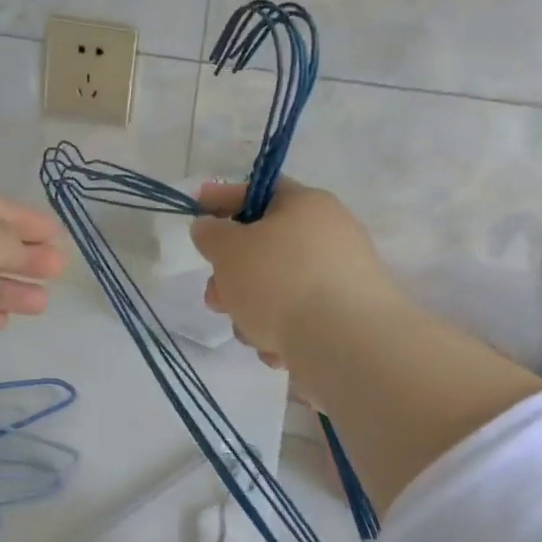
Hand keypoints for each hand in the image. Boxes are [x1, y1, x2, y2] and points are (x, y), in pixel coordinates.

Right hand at [190, 179, 395, 370]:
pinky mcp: (345, 318)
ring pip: (277, 290)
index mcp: (306, 205)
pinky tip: (277, 350)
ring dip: (252, 311)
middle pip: (265, 249)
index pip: (258, 191)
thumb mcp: (229, 250)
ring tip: (249, 332)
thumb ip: (211, 234)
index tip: (196, 209)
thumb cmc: (279, 282)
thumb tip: (210, 227)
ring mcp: (341, 278)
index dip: (222, 198)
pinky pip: (299, 319)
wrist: (343, 342)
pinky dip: (281, 333)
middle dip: (232, 276)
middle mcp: (329, 235)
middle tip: (215, 297)